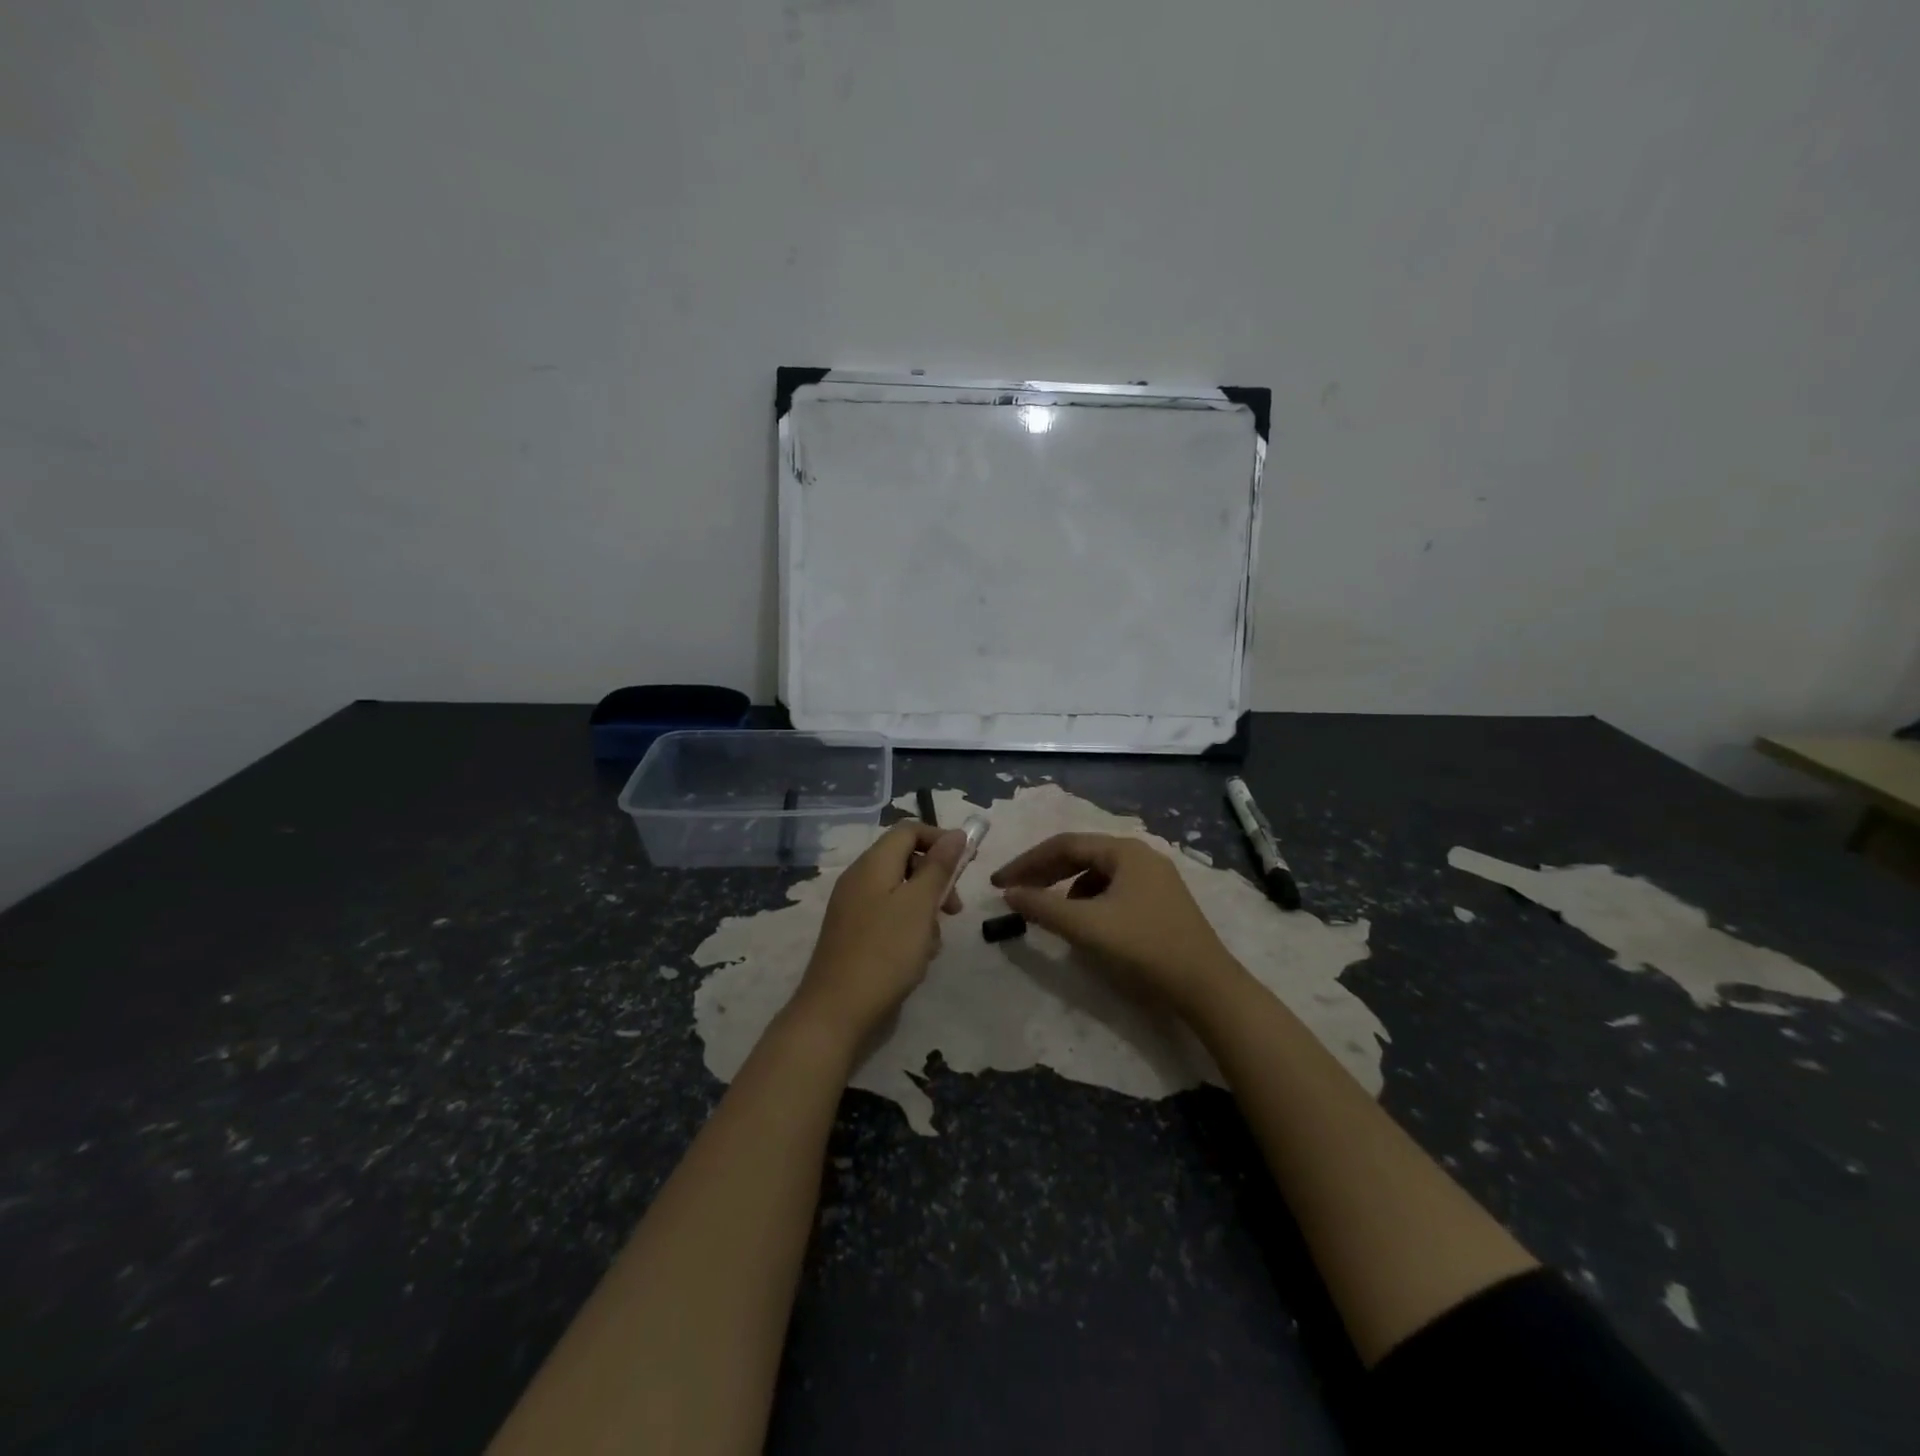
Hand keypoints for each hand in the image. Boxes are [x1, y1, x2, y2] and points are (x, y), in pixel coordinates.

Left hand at [788, 821, 967, 1048]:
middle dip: (936, 880)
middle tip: (955, 909)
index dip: (940, 839)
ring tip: (933, 943)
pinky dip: (908, 930)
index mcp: (872, 864)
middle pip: (906, 861)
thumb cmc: (885, 953)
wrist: (836, 1013)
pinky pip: (889, 918)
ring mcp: (854, 908)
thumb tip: (956, 834)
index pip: (909, 830)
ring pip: (901, 894)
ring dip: (925, 911)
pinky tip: (917, 959)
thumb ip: (939, 867)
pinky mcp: (854, 935)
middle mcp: (860, 879)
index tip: (966, 864)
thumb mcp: (919, 905)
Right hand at [990, 833, 1242, 1016]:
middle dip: (1044, 873)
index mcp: (1124, 851)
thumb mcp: (1087, 927)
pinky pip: (1113, 890)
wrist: (1206, 987)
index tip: (999, 883)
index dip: (1027, 863)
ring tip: (1048, 911)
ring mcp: (1155, 878)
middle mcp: (1140, 855)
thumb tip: (1010, 893)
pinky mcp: (1161, 902)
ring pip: (1097, 874)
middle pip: (1081, 855)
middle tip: (1015, 892)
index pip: (1063, 845)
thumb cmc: (1144, 948)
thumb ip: (1043, 907)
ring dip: (1066, 888)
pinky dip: (1089, 901)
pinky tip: (1084, 924)